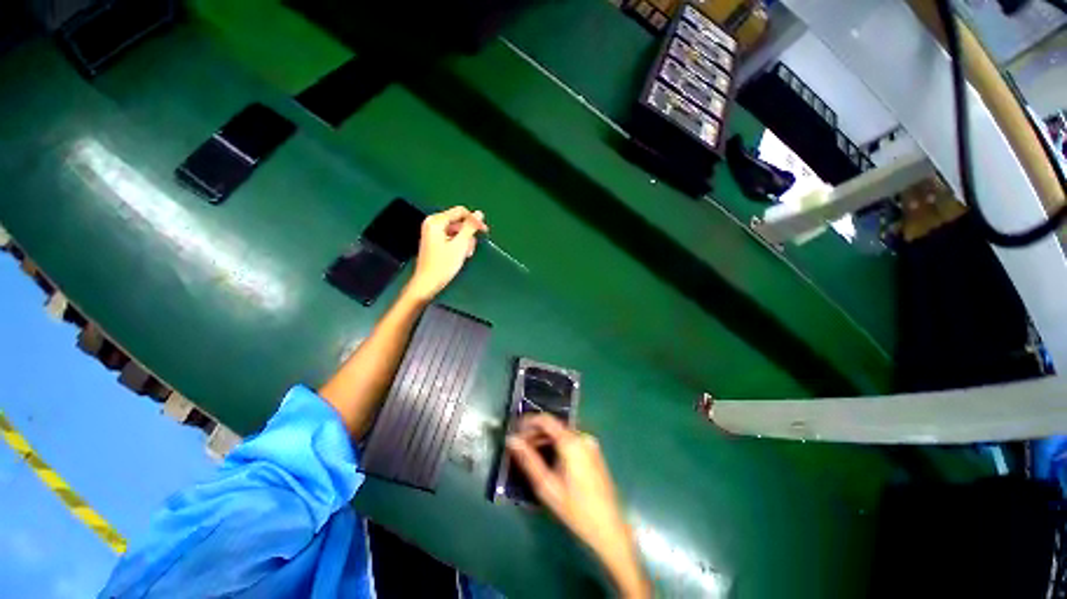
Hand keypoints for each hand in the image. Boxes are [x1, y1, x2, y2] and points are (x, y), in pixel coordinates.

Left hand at [405, 206, 487, 301]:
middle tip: (471, 248)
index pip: (460, 212)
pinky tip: (460, 255)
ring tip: (465, 254)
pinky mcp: (434, 241)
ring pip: (456, 230)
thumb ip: (470, 227)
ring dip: (464, 241)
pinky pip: (451, 237)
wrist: (428, 282)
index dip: (474, 220)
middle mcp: (432, 223)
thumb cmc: (443, 265)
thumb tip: (479, 213)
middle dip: (467, 234)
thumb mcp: (460, 245)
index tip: (484, 231)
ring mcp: (432, 232)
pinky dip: (458, 244)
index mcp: (436, 221)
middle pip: (458, 221)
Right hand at [507, 415, 650, 597]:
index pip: (546, 419)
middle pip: (554, 426)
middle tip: (519, 447)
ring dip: (545, 440)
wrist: (609, 528)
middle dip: (534, 433)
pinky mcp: (594, 453)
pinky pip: (571, 441)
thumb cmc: (576, 509)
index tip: (514, 431)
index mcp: (572, 442)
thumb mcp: (547, 486)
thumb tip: (511, 440)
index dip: (527, 422)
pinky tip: (548, 460)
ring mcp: (590, 444)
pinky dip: (557, 445)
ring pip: (562, 434)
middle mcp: (582, 437)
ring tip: (530, 455)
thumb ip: (528, 460)